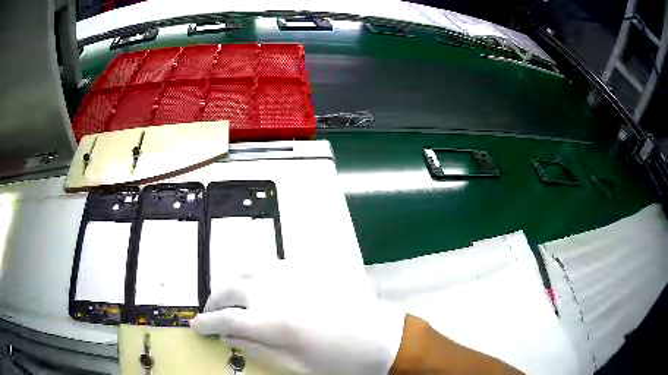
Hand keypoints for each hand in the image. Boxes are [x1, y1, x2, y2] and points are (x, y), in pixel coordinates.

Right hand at [190, 263, 405, 373]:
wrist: (382, 338)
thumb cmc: (340, 362)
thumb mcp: (296, 367)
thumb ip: (258, 350)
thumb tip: (229, 338)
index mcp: (273, 322)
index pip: (225, 320)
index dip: (206, 324)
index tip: (196, 327)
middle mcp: (277, 292)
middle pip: (229, 289)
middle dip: (213, 302)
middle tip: (211, 314)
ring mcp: (293, 276)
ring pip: (246, 269)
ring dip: (230, 283)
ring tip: (229, 298)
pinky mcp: (308, 269)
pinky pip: (270, 263)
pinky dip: (253, 272)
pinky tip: (256, 284)